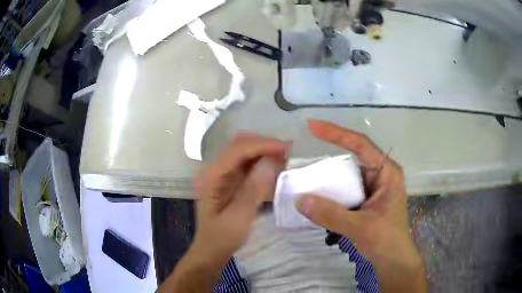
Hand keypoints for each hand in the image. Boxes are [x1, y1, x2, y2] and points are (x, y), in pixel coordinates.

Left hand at [192, 134, 288, 264]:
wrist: (211, 249)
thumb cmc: (222, 237)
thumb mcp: (239, 218)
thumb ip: (253, 189)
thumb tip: (272, 161)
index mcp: (213, 176)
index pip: (238, 150)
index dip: (263, 145)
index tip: (286, 149)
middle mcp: (215, 169)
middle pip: (240, 144)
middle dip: (264, 144)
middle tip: (288, 152)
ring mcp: (222, 174)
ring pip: (244, 151)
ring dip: (264, 151)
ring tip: (285, 157)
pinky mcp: (230, 181)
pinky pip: (247, 164)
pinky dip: (262, 161)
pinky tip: (275, 167)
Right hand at [296, 120, 426, 291]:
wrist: (392, 259)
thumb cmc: (386, 240)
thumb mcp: (360, 227)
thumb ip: (331, 215)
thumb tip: (300, 200)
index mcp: (387, 172)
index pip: (361, 144)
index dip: (336, 133)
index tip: (312, 126)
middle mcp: (380, 174)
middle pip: (352, 155)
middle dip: (329, 151)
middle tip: (303, 151)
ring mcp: (372, 187)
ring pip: (347, 173)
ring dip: (328, 173)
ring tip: (304, 172)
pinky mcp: (364, 198)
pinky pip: (344, 188)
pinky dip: (330, 189)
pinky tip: (316, 192)